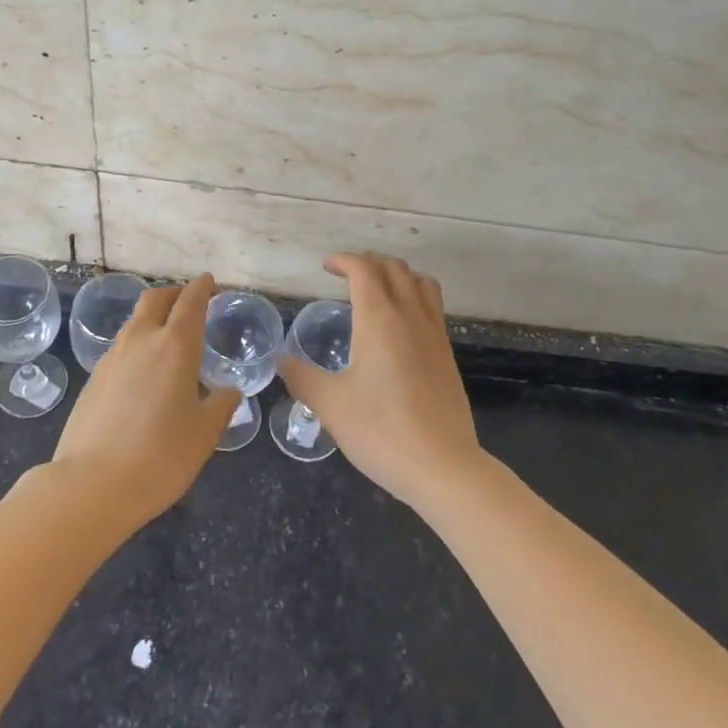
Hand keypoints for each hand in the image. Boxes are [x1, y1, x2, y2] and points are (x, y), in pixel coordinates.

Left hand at [49, 273, 240, 526]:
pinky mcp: (93, 379)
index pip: (190, 302)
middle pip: (155, 299)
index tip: (209, 281)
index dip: (201, 288)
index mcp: (175, 346)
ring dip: (153, 318)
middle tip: (189, 302)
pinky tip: (143, 372)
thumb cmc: (160, 456)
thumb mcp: (204, 434)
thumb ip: (220, 406)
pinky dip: (137, 345)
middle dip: (174, 293)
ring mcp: (112, 358)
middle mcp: (141, 341)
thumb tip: (229, 392)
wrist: (91, 484)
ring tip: (168, 338)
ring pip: (135, 322)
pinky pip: (120, 348)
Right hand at [279, 253, 483, 510]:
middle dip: (369, 262)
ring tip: (377, 289)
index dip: (344, 260)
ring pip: (421, 283)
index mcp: (379, 319)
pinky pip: (433, 306)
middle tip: (347, 275)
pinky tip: (400, 324)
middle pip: (395, 268)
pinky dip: (414, 296)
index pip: (364, 270)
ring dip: (397, 275)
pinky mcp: (447, 355)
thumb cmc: (380, 431)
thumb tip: (280, 361)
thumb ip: (301, 377)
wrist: (443, 467)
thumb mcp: (330, 405)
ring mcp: (434, 334)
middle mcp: (410, 316)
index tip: (326, 267)